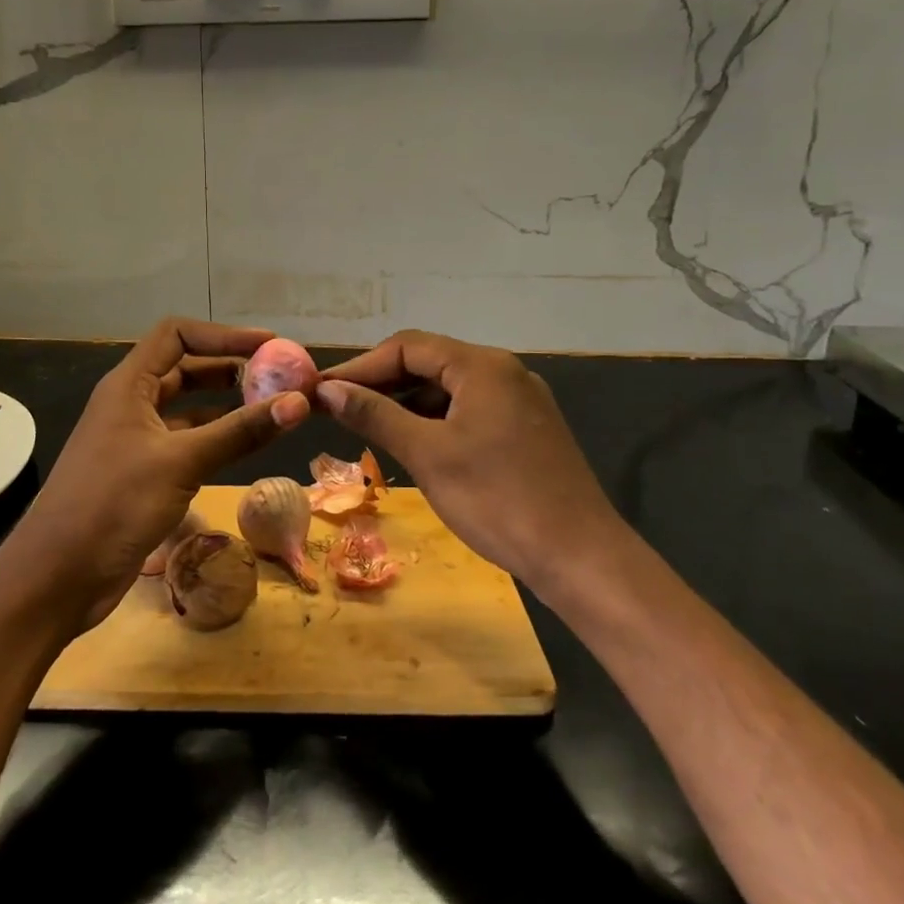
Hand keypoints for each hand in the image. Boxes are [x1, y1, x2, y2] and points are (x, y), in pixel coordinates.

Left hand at [0, 318, 310, 634]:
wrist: (56, 578)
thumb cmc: (113, 504)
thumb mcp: (181, 462)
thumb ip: (240, 431)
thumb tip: (300, 402)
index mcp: (128, 385)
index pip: (177, 335)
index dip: (223, 334)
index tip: (269, 346)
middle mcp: (131, 404)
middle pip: (185, 368)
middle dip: (230, 369)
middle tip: (277, 378)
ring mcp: (135, 440)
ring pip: (187, 408)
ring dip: (226, 405)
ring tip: (271, 408)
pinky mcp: (142, 474)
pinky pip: (186, 443)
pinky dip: (215, 439)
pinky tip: (246, 447)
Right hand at [316, 330, 620, 595]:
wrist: (580, 557)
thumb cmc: (497, 500)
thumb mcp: (427, 454)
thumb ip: (375, 415)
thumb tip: (327, 390)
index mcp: (482, 365)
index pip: (407, 346)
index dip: (361, 366)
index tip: (323, 390)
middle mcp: (503, 372)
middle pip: (429, 362)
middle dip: (381, 382)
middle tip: (338, 408)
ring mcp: (519, 401)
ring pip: (448, 388)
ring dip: (406, 402)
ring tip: (366, 425)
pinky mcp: (525, 429)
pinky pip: (468, 410)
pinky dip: (434, 420)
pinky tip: (411, 442)